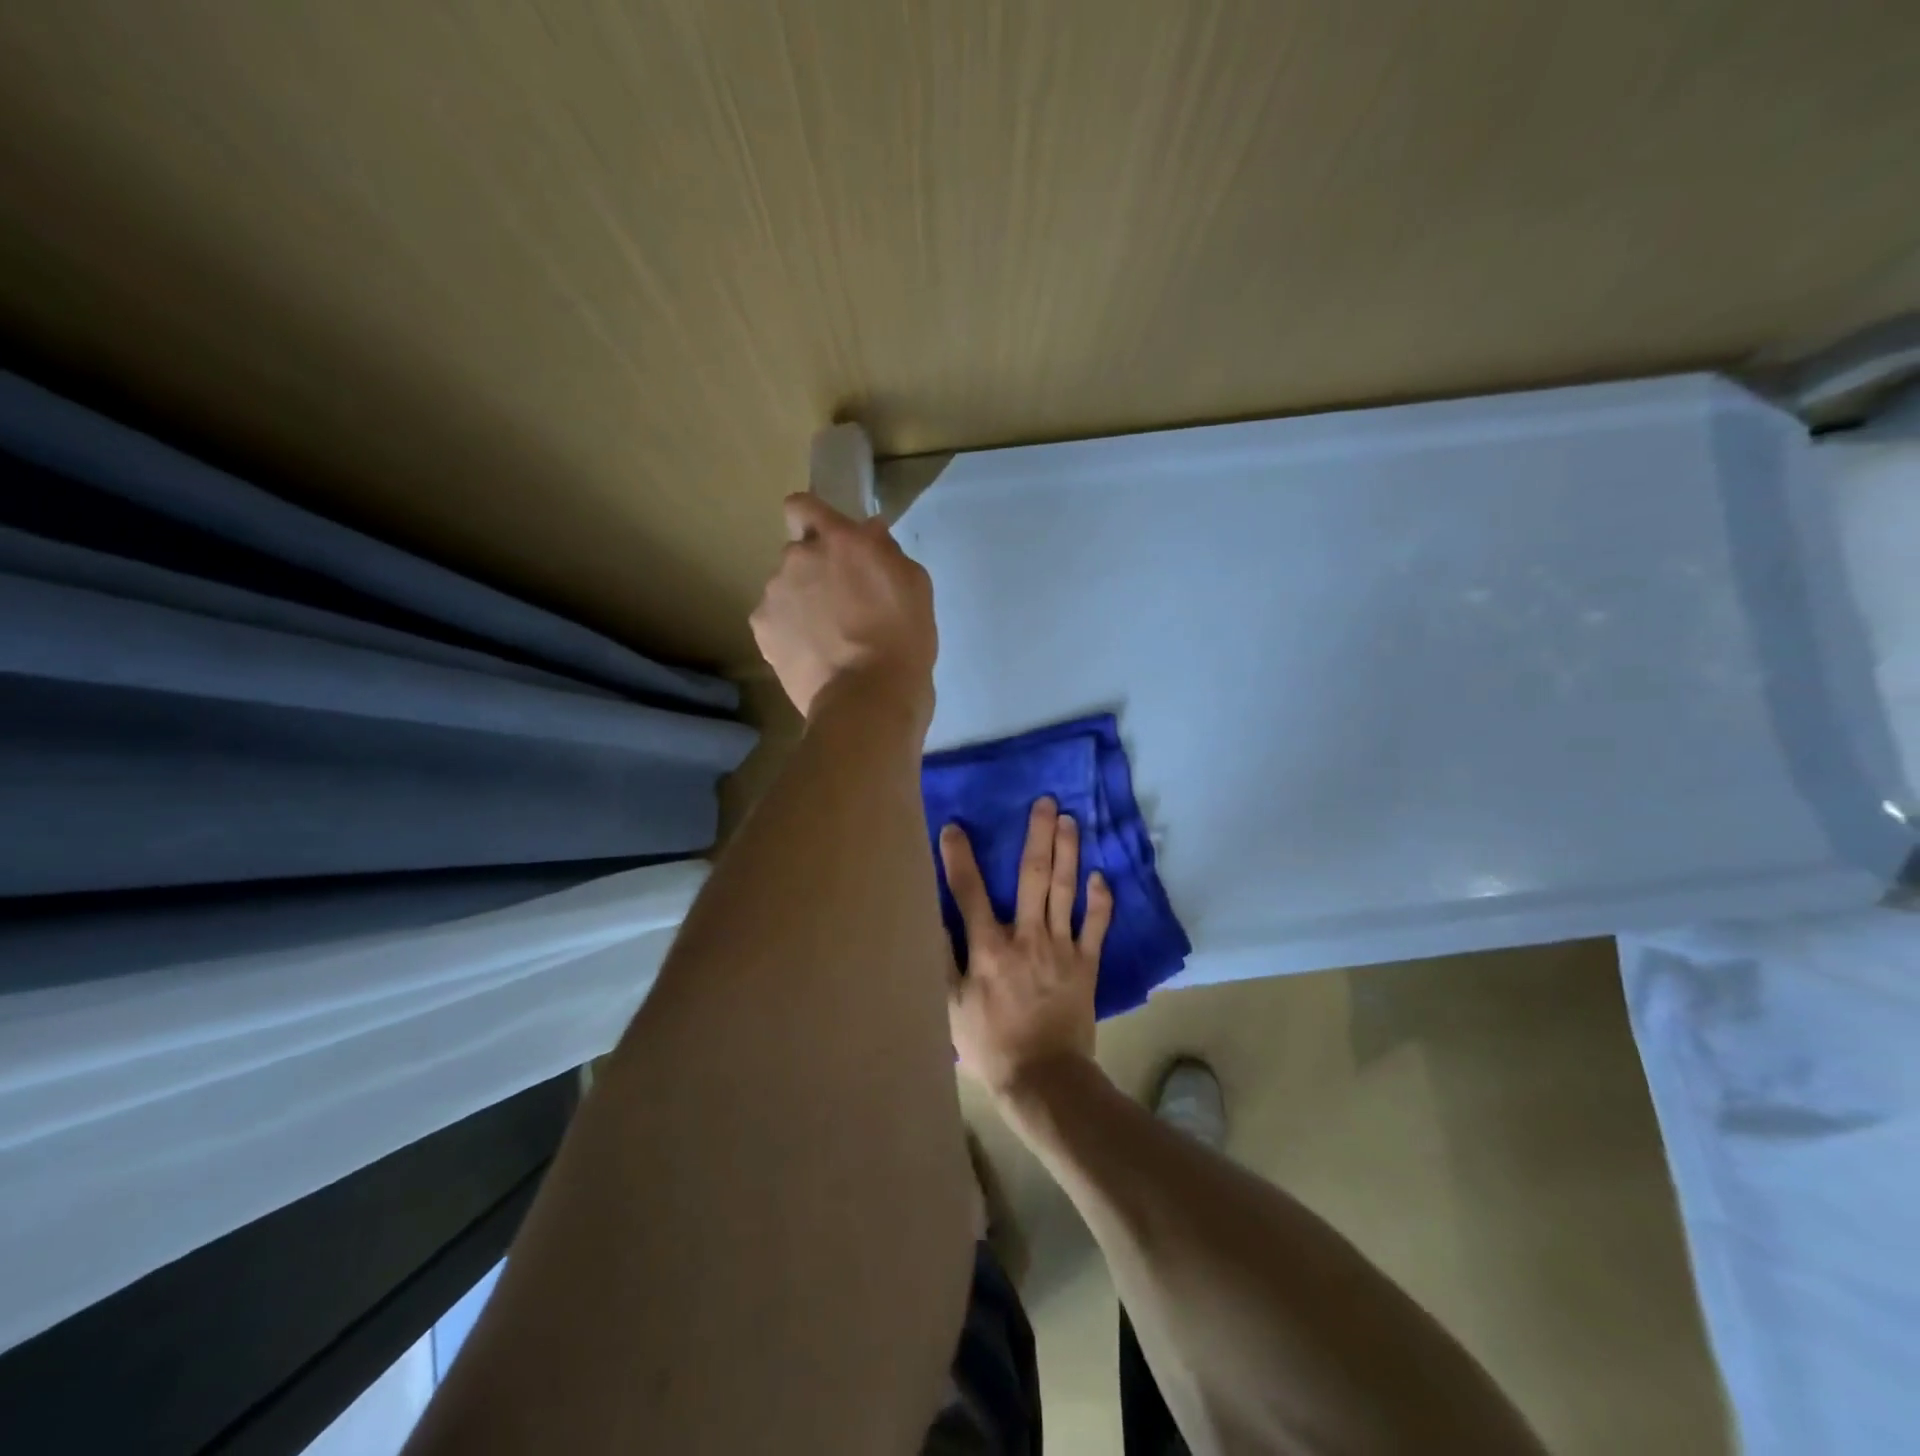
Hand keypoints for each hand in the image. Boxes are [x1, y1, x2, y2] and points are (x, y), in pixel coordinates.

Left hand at [750, 494, 935, 721]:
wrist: (867, 699)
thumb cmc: (903, 641)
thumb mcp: (914, 586)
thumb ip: (886, 551)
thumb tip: (869, 533)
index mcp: (839, 540)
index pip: (803, 505)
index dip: (813, 519)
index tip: (830, 542)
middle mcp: (798, 557)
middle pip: (799, 553)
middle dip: (815, 570)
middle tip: (842, 604)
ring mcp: (774, 594)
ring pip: (785, 588)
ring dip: (801, 602)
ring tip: (827, 638)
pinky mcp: (762, 629)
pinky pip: (774, 620)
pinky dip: (788, 631)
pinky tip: (811, 654)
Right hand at [943, 797, 1113, 1097]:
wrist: (1044, 1079)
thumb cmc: (990, 1044)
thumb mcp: (950, 1007)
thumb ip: (941, 960)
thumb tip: (932, 918)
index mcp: (988, 948)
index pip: (970, 892)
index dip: (960, 858)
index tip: (955, 827)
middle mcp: (1027, 937)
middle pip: (1032, 877)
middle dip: (1038, 836)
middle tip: (1046, 802)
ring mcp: (1061, 948)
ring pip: (1065, 890)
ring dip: (1068, 852)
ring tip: (1071, 820)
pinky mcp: (1087, 964)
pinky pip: (1096, 926)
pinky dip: (1100, 900)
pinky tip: (1101, 875)